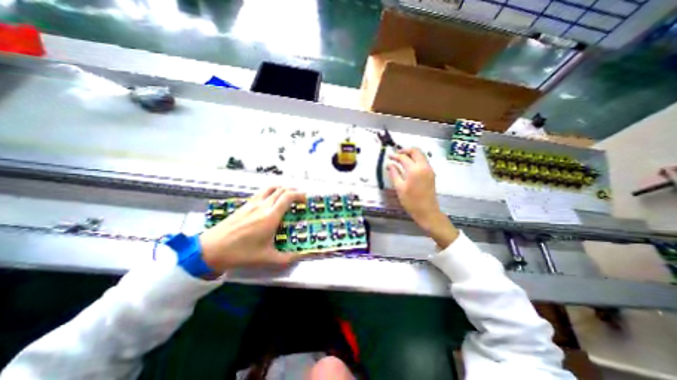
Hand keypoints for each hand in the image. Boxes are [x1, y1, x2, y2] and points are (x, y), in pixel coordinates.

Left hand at [198, 185, 305, 273]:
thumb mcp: (266, 258)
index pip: (288, 196)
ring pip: (271, 188)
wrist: (211, 249)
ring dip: (282, 189)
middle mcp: (263, 205)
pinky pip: (262, 192)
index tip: (305, 200)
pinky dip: (271, 192)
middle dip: (293, 191)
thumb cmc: (241, 253)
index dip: (299, 195)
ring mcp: (252, 203)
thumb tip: (300, 257)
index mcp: (271, 216)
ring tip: (287, 196)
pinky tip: (271, 201)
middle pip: (281, 189)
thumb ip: (286, 258)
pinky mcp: (245, 204)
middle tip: (299, 199)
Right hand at [389, 148, 456, 248]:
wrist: (427, 211)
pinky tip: (409, 164)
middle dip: (405, 150)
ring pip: (421, 155)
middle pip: (416, 151)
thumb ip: (394, 174)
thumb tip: (389, 164)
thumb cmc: (411, 201)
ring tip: (401, 158)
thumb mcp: (399, 188)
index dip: (395, 156)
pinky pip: (423, 161)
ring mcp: (429, 169)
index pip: (404, 157)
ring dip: (411, 154)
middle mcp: (424, 166)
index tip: (388, 156)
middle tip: (396, 154)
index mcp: (415, 170)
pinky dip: (416, 159)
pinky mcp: (431, 173)